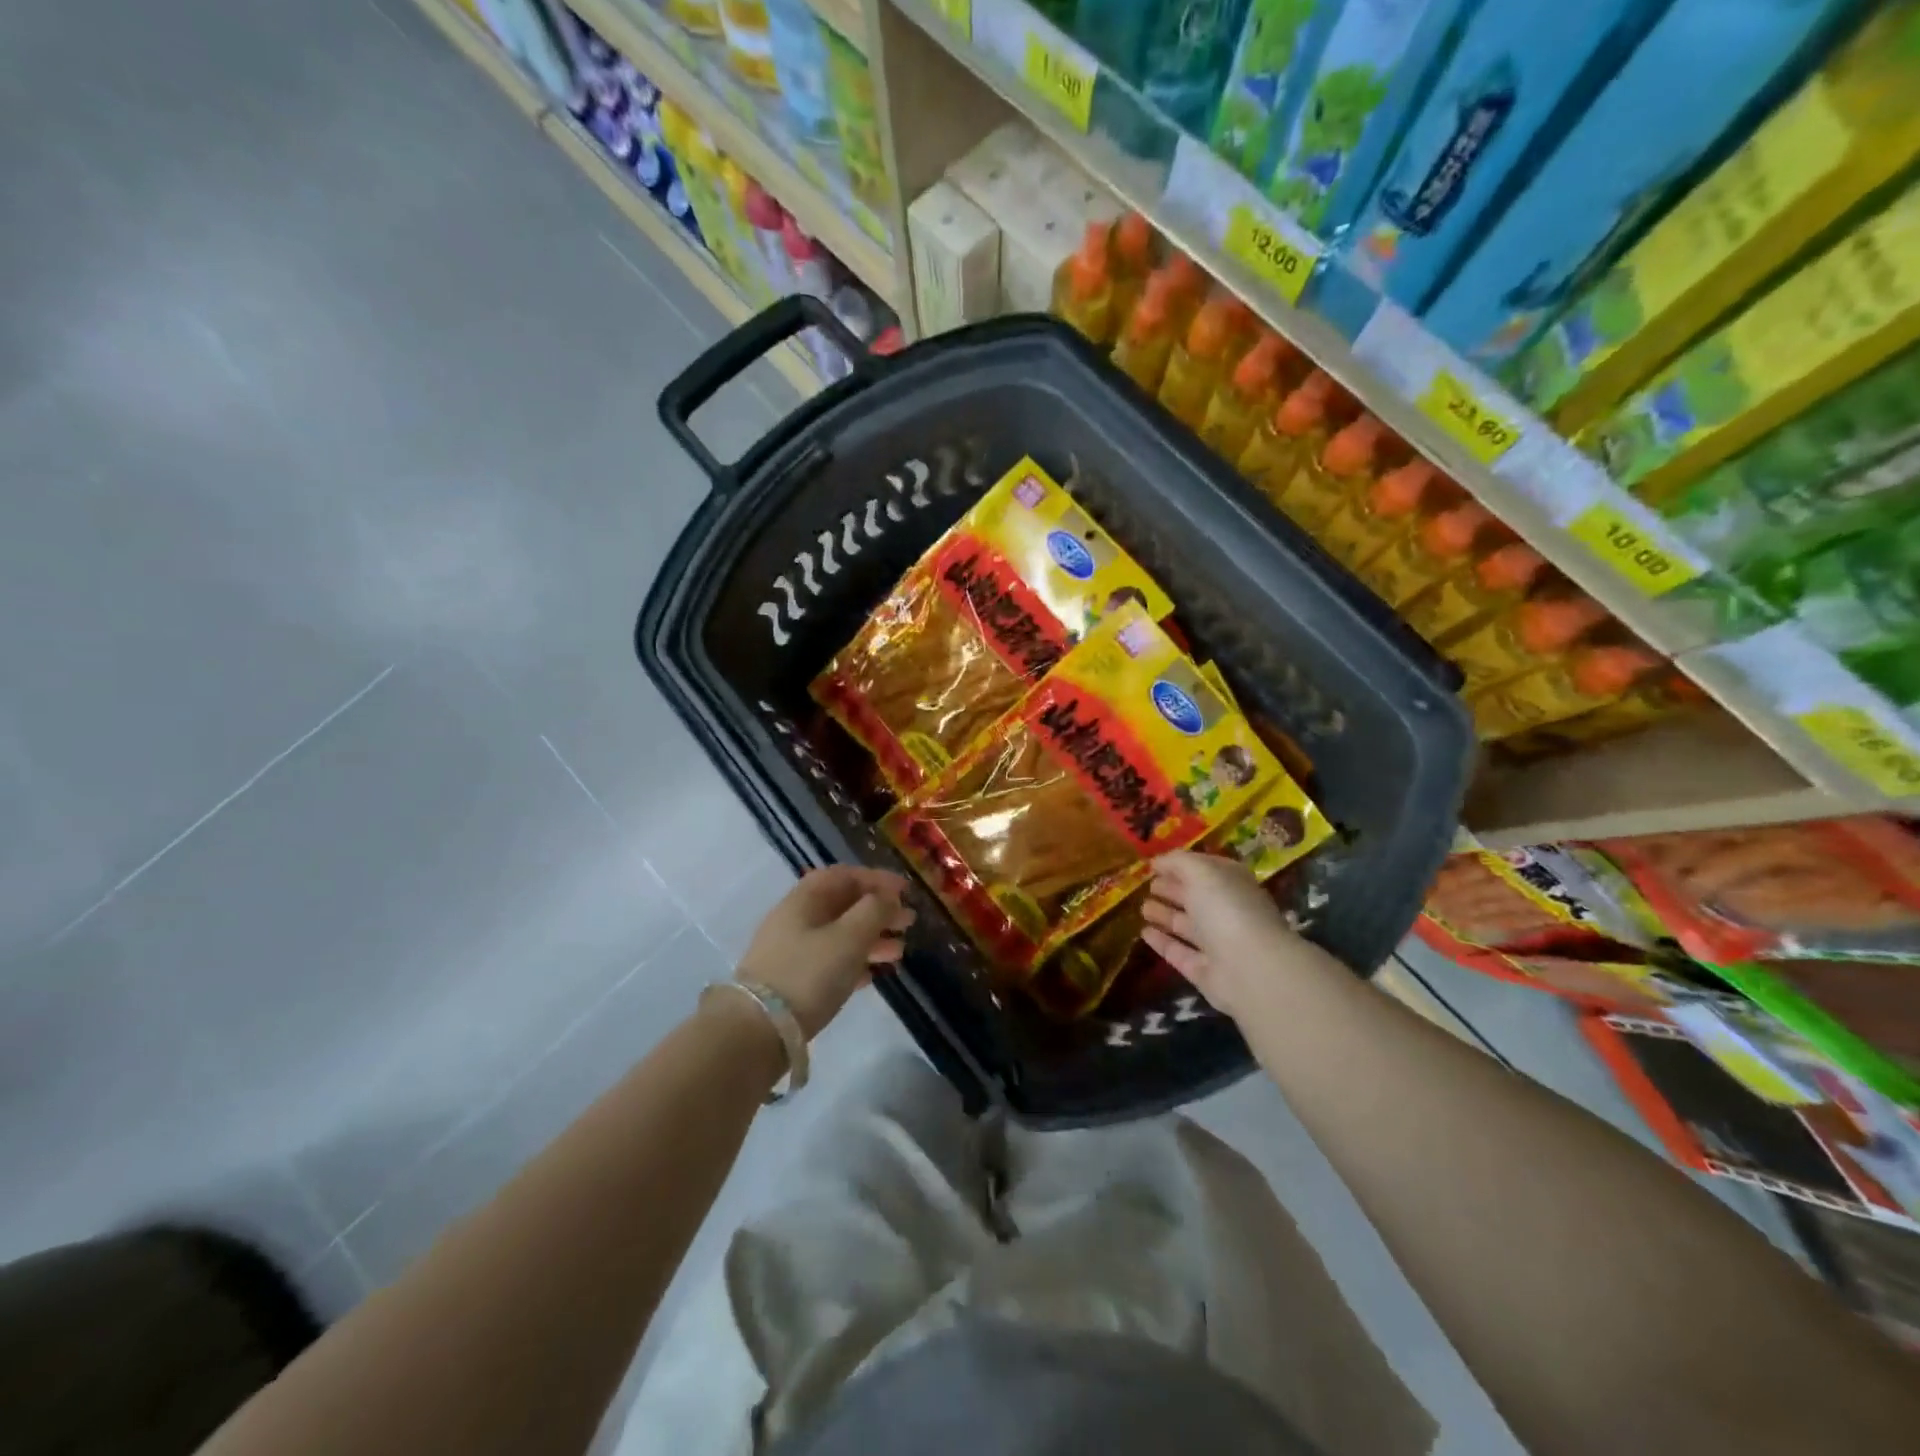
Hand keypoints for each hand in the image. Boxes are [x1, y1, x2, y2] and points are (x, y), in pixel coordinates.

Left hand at [736, 866, 914, 1037]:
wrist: (757, 1030)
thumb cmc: (809, 973)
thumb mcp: (849, 937)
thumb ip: (874, 911)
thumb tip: (888, 898)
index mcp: (805, 899)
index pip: (844, 876)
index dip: (877, 879)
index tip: (906, 891)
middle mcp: (796, 919)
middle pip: (843, 905)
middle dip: (878, 910)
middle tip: (909, 922)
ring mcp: (791, 951)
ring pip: (839, 935)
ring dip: (871, 938)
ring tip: (899, 952)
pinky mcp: (792, 982)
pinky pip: (830, 961)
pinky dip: (855, 962)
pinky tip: (873, 975)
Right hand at [1141, 851, 1331, 1020]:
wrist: (1251, 968)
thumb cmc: (1227, 909)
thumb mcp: (1202, 872)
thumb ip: (1178, 862)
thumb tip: (1156, 861)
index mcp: (1232, 883)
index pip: (1205, 869)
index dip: (1180, 865)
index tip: (1154, 865)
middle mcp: (1227, 911)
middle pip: (1195, 897)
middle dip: (1172, 889)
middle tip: (1146, 885)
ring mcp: (1217, 943)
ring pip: (1186, 925)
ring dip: (1165, 915)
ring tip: (1142, 908)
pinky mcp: (1204, 971)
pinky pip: (1178, 952)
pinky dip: (1162, 942)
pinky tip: (1144, 933)